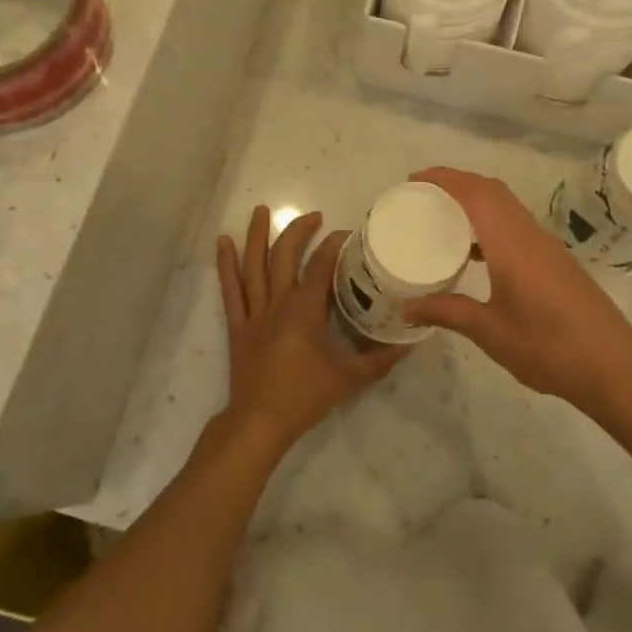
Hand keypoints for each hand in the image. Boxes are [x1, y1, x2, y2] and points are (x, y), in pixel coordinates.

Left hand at [216, 206, 407, 456]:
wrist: (259, 421)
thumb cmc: (304, 396)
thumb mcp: (349, 378)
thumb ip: (379, 359)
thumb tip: (408, 343)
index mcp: (305, 310)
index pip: (321, 265)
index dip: (334, 245)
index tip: (347, 234)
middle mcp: (278, 302)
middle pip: (285, 255)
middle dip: (299, 231)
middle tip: (313, 215)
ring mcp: (254, 311)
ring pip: (254, 265)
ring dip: (257, 235)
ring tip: (261, 210)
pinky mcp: (238, 324)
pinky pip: (230, 289)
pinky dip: (225, 264)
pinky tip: (222, 242)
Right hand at [403, 167, 631, 428]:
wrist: (614, 368)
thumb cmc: (550, 348)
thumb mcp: (491, 333)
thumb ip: (449, 312)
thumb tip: (407, 307)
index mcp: (512, 243)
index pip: (476, 193)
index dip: (445, 178)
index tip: (414, 180)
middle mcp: (530, 235)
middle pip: (493, 190)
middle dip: (457, 183)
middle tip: (423, 194)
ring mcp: (547, 247)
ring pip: (508, 206)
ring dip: (476, 201)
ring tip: (443, 218)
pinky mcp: (556, 261)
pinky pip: (517, 225)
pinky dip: (491, 222)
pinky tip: (476, 253)